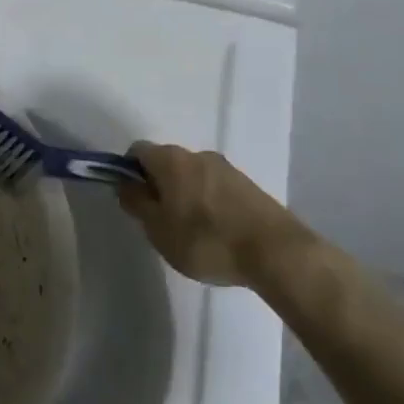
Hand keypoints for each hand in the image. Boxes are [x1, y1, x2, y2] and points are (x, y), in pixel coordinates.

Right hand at [116, 142, 313, 290]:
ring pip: (192, 176)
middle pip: (166, 163)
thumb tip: (126, 184)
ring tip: (191, 232)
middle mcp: (197, 154)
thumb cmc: (207, 240)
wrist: (277, 252)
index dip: (128, 172)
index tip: (133, 201)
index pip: (137, 151)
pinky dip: (208, 203)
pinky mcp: (249, 186)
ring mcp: (227, 169)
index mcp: (171, 160)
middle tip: (160, 221)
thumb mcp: (158, 229)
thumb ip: (136, 203)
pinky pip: (216, 188)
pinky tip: (216, 233)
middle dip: (158, 186)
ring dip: (185, 195)